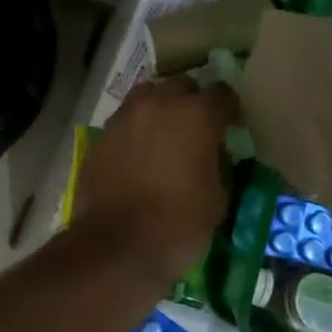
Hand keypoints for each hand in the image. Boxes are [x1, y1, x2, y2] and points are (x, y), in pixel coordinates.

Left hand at [75, 77, 236, 282]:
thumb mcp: (218, 196)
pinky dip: (135, 131)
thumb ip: (218, 162)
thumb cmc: (179, 223)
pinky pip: (124, 122)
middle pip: (180, 86)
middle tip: (196, 128)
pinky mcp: (100, 136)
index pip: (221, 94)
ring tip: (164, 135)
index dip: (228, 109)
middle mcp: (157, 104)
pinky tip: (138, 155)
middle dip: (191, 102)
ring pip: (146, 97)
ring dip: (159, 110)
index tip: (231, 125)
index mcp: (195, 114)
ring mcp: (124, 118)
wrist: (118, 245)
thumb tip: (212, 154)